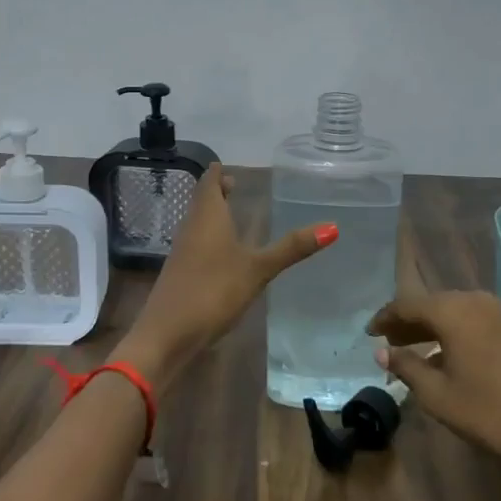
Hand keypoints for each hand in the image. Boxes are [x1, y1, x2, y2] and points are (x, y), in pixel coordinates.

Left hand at [120, 163, 334, 388]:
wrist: (167, 334)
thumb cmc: (213, 291)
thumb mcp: (258, 269)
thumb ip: (291, 248)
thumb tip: (333, 226)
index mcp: (207, 218)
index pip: (209, 183)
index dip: (217, 173)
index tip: (227, 166)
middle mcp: (191, 229)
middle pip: (201, 202)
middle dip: (215, 192)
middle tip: (233, 185)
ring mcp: (181, 253)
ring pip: (197, 224)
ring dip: (212, 216)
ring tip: (230, 215)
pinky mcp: (179, 275)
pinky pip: (195, 246)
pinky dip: (208, 240)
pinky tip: (221, 255)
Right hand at [367, 291, 500, 474]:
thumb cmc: (489, 412)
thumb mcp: (438, 395)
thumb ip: (407, 367)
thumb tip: (382, 353)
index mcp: (452, 311)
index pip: (406, 305)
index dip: (384, 319)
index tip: (368, 334)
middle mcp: (471, 301)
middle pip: (428, 304)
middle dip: (405, 323)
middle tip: (384, 344)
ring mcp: (493, 313)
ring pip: (448, 312)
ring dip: (426, 328)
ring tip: (406, 351)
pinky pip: (466, 321)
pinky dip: (446, 333)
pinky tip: (438, 357)